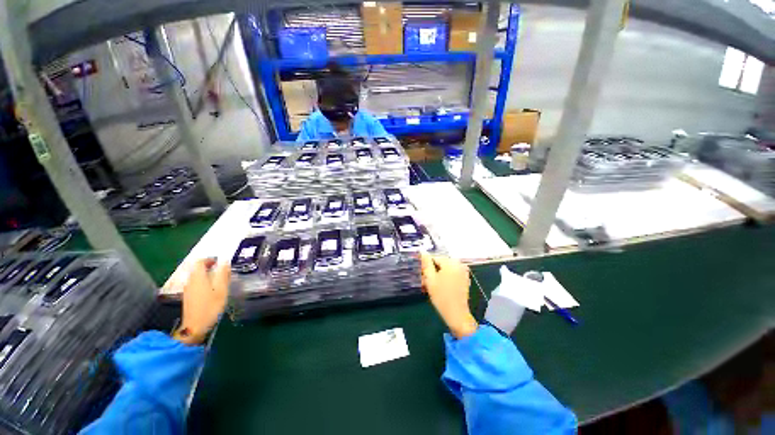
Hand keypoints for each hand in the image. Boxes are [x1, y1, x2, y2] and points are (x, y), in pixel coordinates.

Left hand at [173, 259, 230, 345]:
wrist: (195, 327)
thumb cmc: (210, 306)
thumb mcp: (221, 289)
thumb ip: (223, 274)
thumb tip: (225, 261)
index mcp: (198, 277)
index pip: (200, 261)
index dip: (209, 259)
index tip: (219, 261)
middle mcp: (190, 281)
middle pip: (197, 268)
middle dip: (209, 266)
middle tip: (222, 269)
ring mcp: (188, 289)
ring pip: (196, 276)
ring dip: (206, 274)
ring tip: (219, 279)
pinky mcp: (188, 297)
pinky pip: (196, 283)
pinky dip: (204, 281)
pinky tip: (212, 289)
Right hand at [420, 253, 477, 338]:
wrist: (457, 314)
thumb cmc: (441, 296)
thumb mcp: (430, 278)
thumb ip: (426, 263)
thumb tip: (422, 251)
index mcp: (451, 262)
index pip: (434, 258)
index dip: (426, 266)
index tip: (422, 276)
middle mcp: (459, 263)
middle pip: (440, 263)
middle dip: (432, 271)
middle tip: (425, 282)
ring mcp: (463, 271)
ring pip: (445, 269)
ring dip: (438, 275)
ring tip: (431, 286)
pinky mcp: (465, 279)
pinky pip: (452, 273)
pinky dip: (445, 278)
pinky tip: (440, 287)